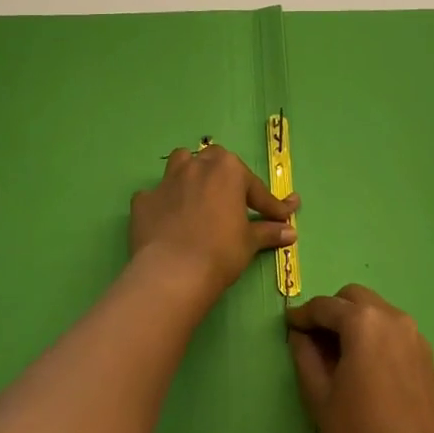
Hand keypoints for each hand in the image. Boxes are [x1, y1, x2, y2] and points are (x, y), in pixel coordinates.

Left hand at [128, 144, 298, 311]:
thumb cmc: (221, 252)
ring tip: (197, 195)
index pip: (255, 187)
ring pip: (180, 163)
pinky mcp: (143, 200)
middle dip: (225, 176)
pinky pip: (155, 195)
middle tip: (234, 200)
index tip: (282, 218)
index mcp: (227, 169)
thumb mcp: (250, 242)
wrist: (173, 272)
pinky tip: (168, 221)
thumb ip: (269, 231)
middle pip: (214, 160)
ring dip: (190, 174)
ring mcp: (166, 181)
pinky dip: (163, 204)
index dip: (270, 205)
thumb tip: (290, 232)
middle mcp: (196, 166)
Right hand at [286, 285, 433, 432]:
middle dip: (330, 311)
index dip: (303, 315)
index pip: (325, 306)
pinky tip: (363, 367)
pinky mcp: (425, 354)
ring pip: (375, 311)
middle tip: (313, 340)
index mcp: (364, 322)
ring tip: (336, 356)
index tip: (288, 326)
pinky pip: (391, 329)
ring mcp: (414, 335)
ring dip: (353, 321)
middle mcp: (392, 317)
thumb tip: (300, 335)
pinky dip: (372, 334)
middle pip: (353, 298)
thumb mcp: (321, 399)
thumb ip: (305, 358)